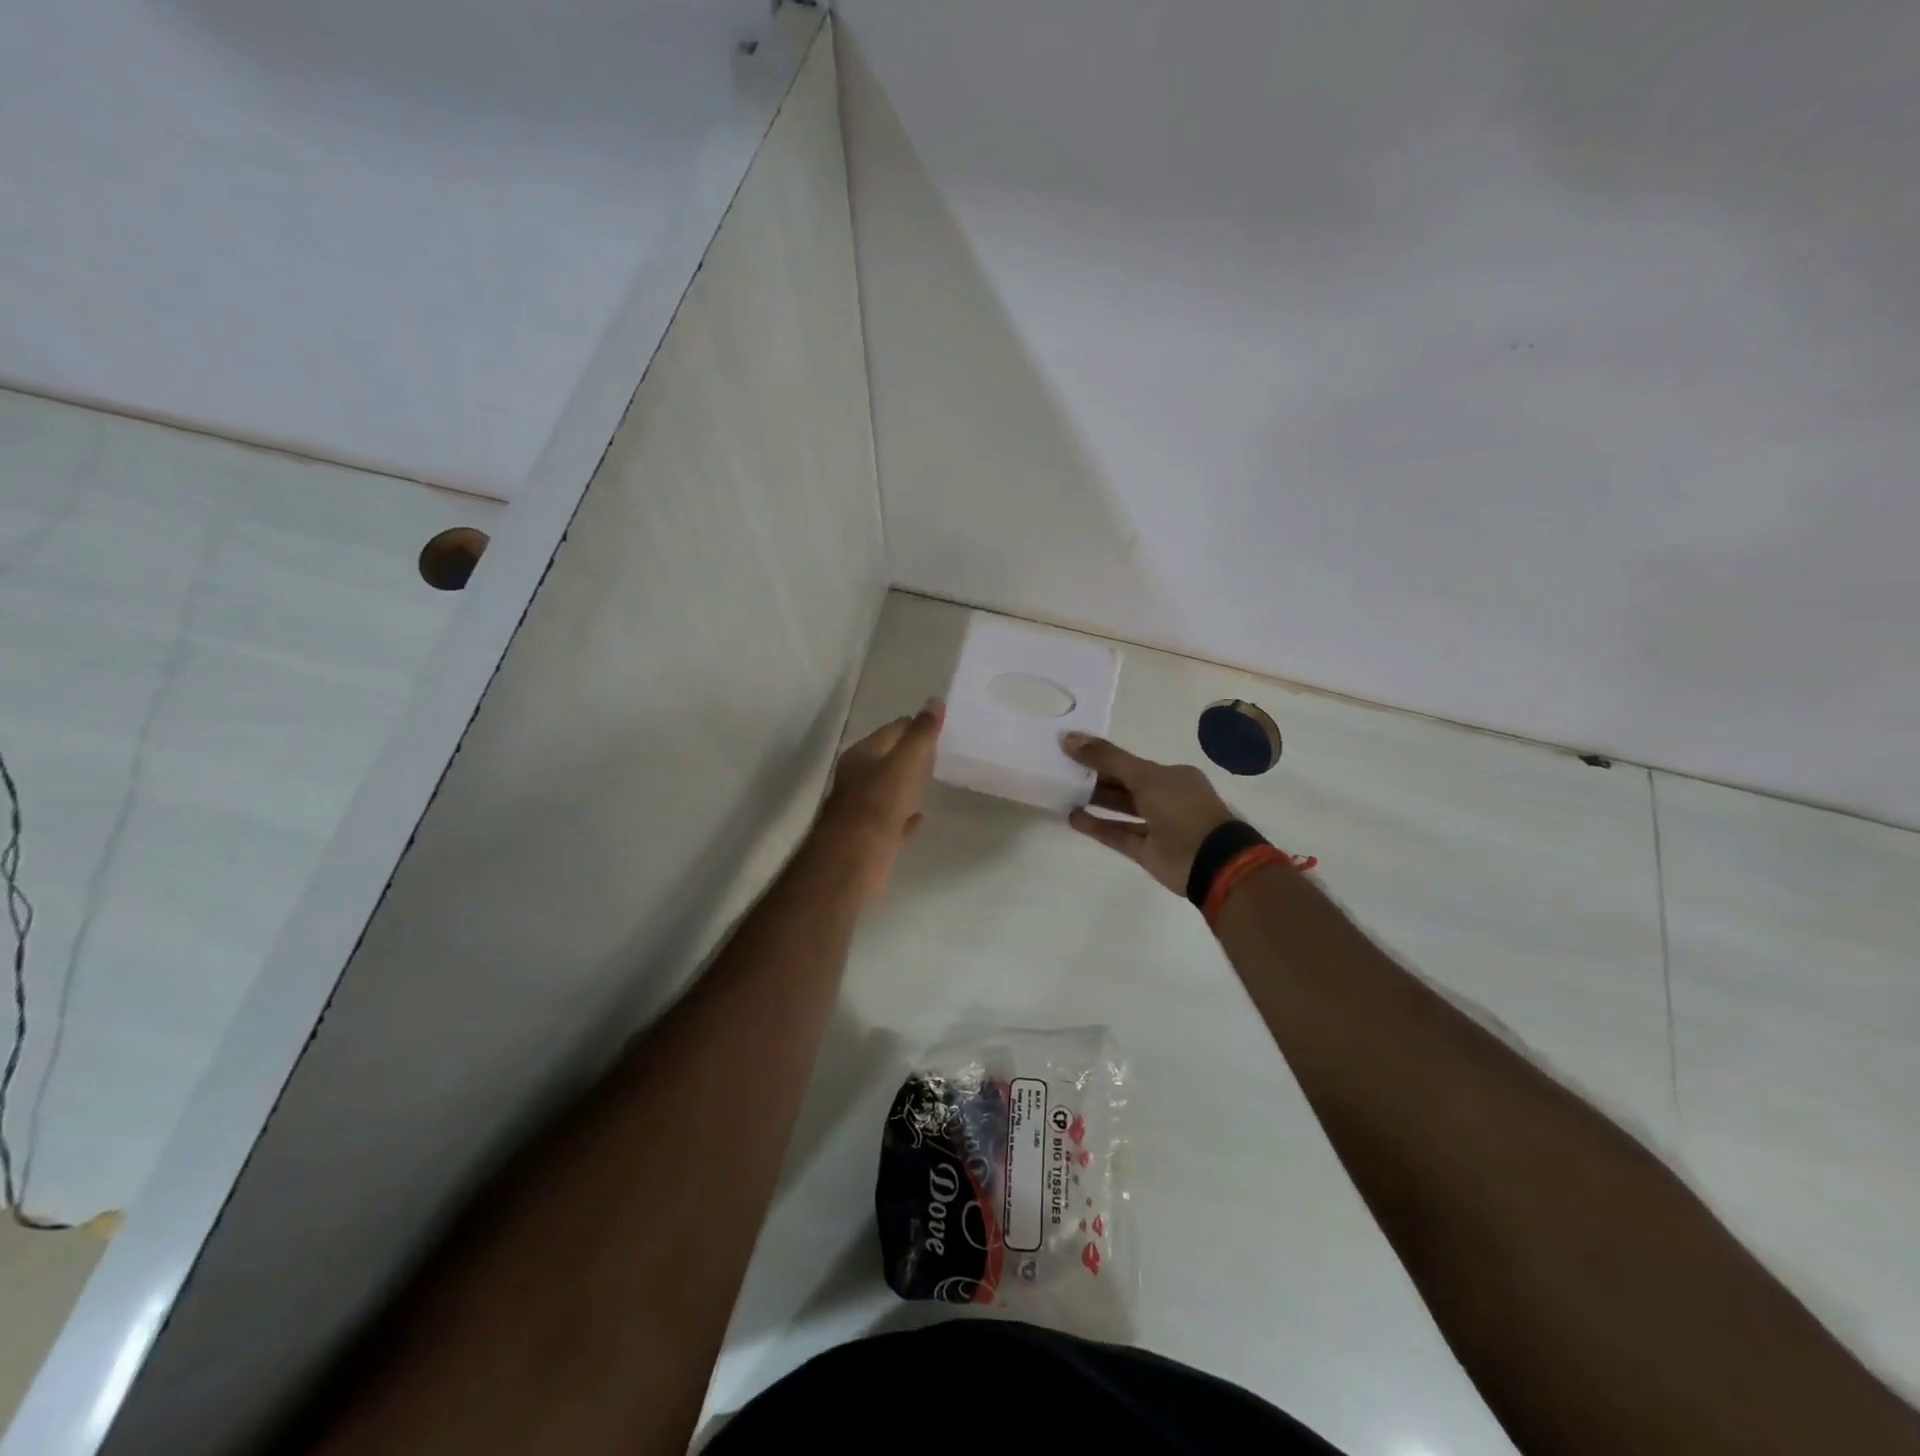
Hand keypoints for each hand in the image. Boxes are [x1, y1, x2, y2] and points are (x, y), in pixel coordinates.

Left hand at [818, 698, 944, 899]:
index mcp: (862, 755)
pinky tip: (919, 818)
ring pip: (887, 791)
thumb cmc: (879, 803)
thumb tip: (935, 700)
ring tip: (930, 781)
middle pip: (887, 760)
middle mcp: (857, 778)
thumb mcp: (905, 762)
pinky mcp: (869, 837)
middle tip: (937, 751)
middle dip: (908, 754)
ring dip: (905, 785)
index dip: (913, 725)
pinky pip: (891, 821)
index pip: (891, 731)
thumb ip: (921, 733)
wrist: (853, 858)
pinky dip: (904, 817)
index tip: (937, 725)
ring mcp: (861, 809)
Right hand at [1063, 733, 1236, 893]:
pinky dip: (1097, 827)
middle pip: (1124, 785)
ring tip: (1064, 794)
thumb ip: (1107, 758)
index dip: (1103, 756)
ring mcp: (1157, 826)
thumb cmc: (1181, 809)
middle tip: (1062, 771)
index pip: (1132, 763)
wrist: (1210, 861)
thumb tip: (1069, 737)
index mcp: (1172, 776)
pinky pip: (1118, 835)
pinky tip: (1073, 818)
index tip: (1074, 751)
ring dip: (1095, 802)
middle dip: (1096, 778)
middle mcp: (1165, 798)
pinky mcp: (1147, 851)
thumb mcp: (1144, 776)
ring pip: (1121, 810)